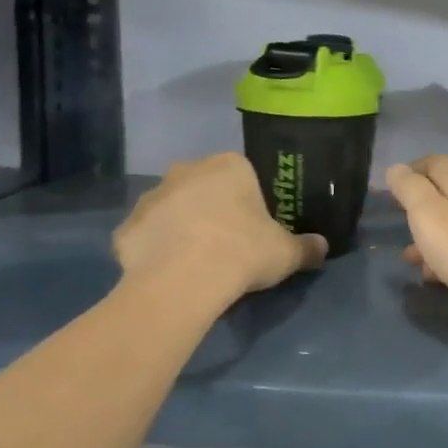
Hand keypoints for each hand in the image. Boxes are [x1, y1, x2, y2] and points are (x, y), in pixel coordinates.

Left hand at [114, 153, 326, 296]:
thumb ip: (306, 247)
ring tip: (196, 263)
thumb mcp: (287, 252)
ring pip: (172, 210)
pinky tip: (168, 274)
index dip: (249, 201)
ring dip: (181, 228)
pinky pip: (147, 237)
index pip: (243, 174)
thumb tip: (322, 247)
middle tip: (227, 243)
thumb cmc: (243, 251)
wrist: (183, 281)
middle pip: (204, 187)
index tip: (255, 226)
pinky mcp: (125, 228)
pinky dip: (155, 251)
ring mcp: (150, 198)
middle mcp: (186, 171)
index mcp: (229, 166)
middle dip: (212, 209)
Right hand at [386, 156, 447, 340]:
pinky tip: (438, 279)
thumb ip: (412, 190)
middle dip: (421, 208)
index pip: (437, 163)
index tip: (391, 188)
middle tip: (398, 224)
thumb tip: (397, 167)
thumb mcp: (430, 217)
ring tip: (410, 259)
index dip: (413, 169)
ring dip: (432, 238)